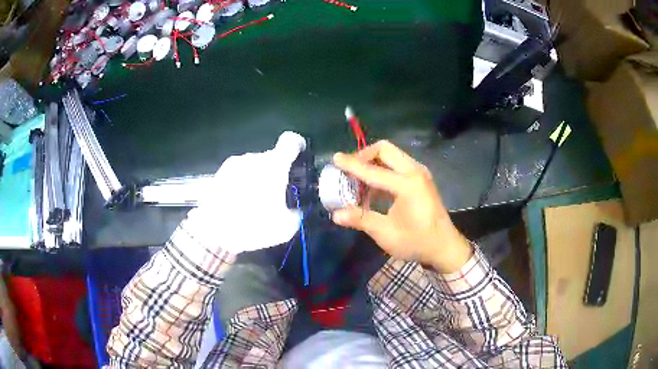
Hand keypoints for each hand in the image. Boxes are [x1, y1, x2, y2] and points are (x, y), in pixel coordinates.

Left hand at [187, 131, 305, 253]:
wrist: (213, 233)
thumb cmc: (252, 226)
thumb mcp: (285, 228)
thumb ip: (296, 212)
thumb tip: (295, 210)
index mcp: (274, 165)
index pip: (290, 141)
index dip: (297, 146)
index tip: (298, 157)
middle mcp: (253, 158)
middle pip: (271, 158)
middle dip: (275, 173)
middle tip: (275, 195)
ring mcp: (233, 164)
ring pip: (253, 166)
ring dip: (257, 178)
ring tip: (253, 202)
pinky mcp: (219, 174)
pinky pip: (238, 174)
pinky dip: (242, 183)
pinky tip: (238, 203)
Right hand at [332, 141, 471, 272]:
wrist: (445, 246)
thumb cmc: (417, 242)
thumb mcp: (386, 233)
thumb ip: (361, 220)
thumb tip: (335, 215)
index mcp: (407, 185)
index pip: (373, 170)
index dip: (352, 164)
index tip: (335, 158)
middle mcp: (415, 172)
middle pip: (385, 149)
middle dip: (364, 155)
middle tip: (349, 169)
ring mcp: (420, 173)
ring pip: (392, 154)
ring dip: (373, 161)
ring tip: (358, 179)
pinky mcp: (421, 178)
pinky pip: (398, 164)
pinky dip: (383, 169)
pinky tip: (373, 187)